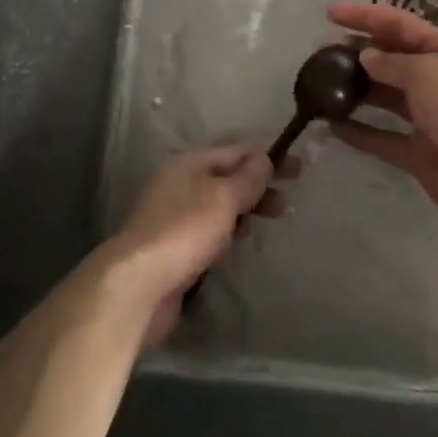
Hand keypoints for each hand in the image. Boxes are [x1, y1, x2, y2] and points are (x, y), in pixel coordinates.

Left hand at [103, 145, 292, 345]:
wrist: (139, 285)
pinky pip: (208, 233)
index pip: (236, 151)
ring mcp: (174, 216)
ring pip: (218, 206)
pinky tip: (235, 248)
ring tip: (267, 222)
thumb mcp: (223, 197)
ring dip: (244, 211)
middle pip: (227, 178)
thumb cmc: (185, 230)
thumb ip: (247, 178)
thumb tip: (264, 158)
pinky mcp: (173, 248)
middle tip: (287, 202)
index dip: (268, 157)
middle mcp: (180, 183)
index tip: (298, 169)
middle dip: (258, 186)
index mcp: (189, 162)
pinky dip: (226, 235)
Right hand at [327, 1, 437, 240]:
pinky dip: (358, 131)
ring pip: (384, 96)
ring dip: (355, 88)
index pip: (399, 24)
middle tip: (320, 51)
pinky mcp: (417, 153)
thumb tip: (366, 57)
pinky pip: (381, 137)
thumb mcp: (428, 73)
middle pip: (390, 58)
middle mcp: (436, 81)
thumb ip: (392, 63)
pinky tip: (332, 126)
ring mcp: (427, 118)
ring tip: (322, 82)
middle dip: (356, 51)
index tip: (330, 12)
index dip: (365, 15)